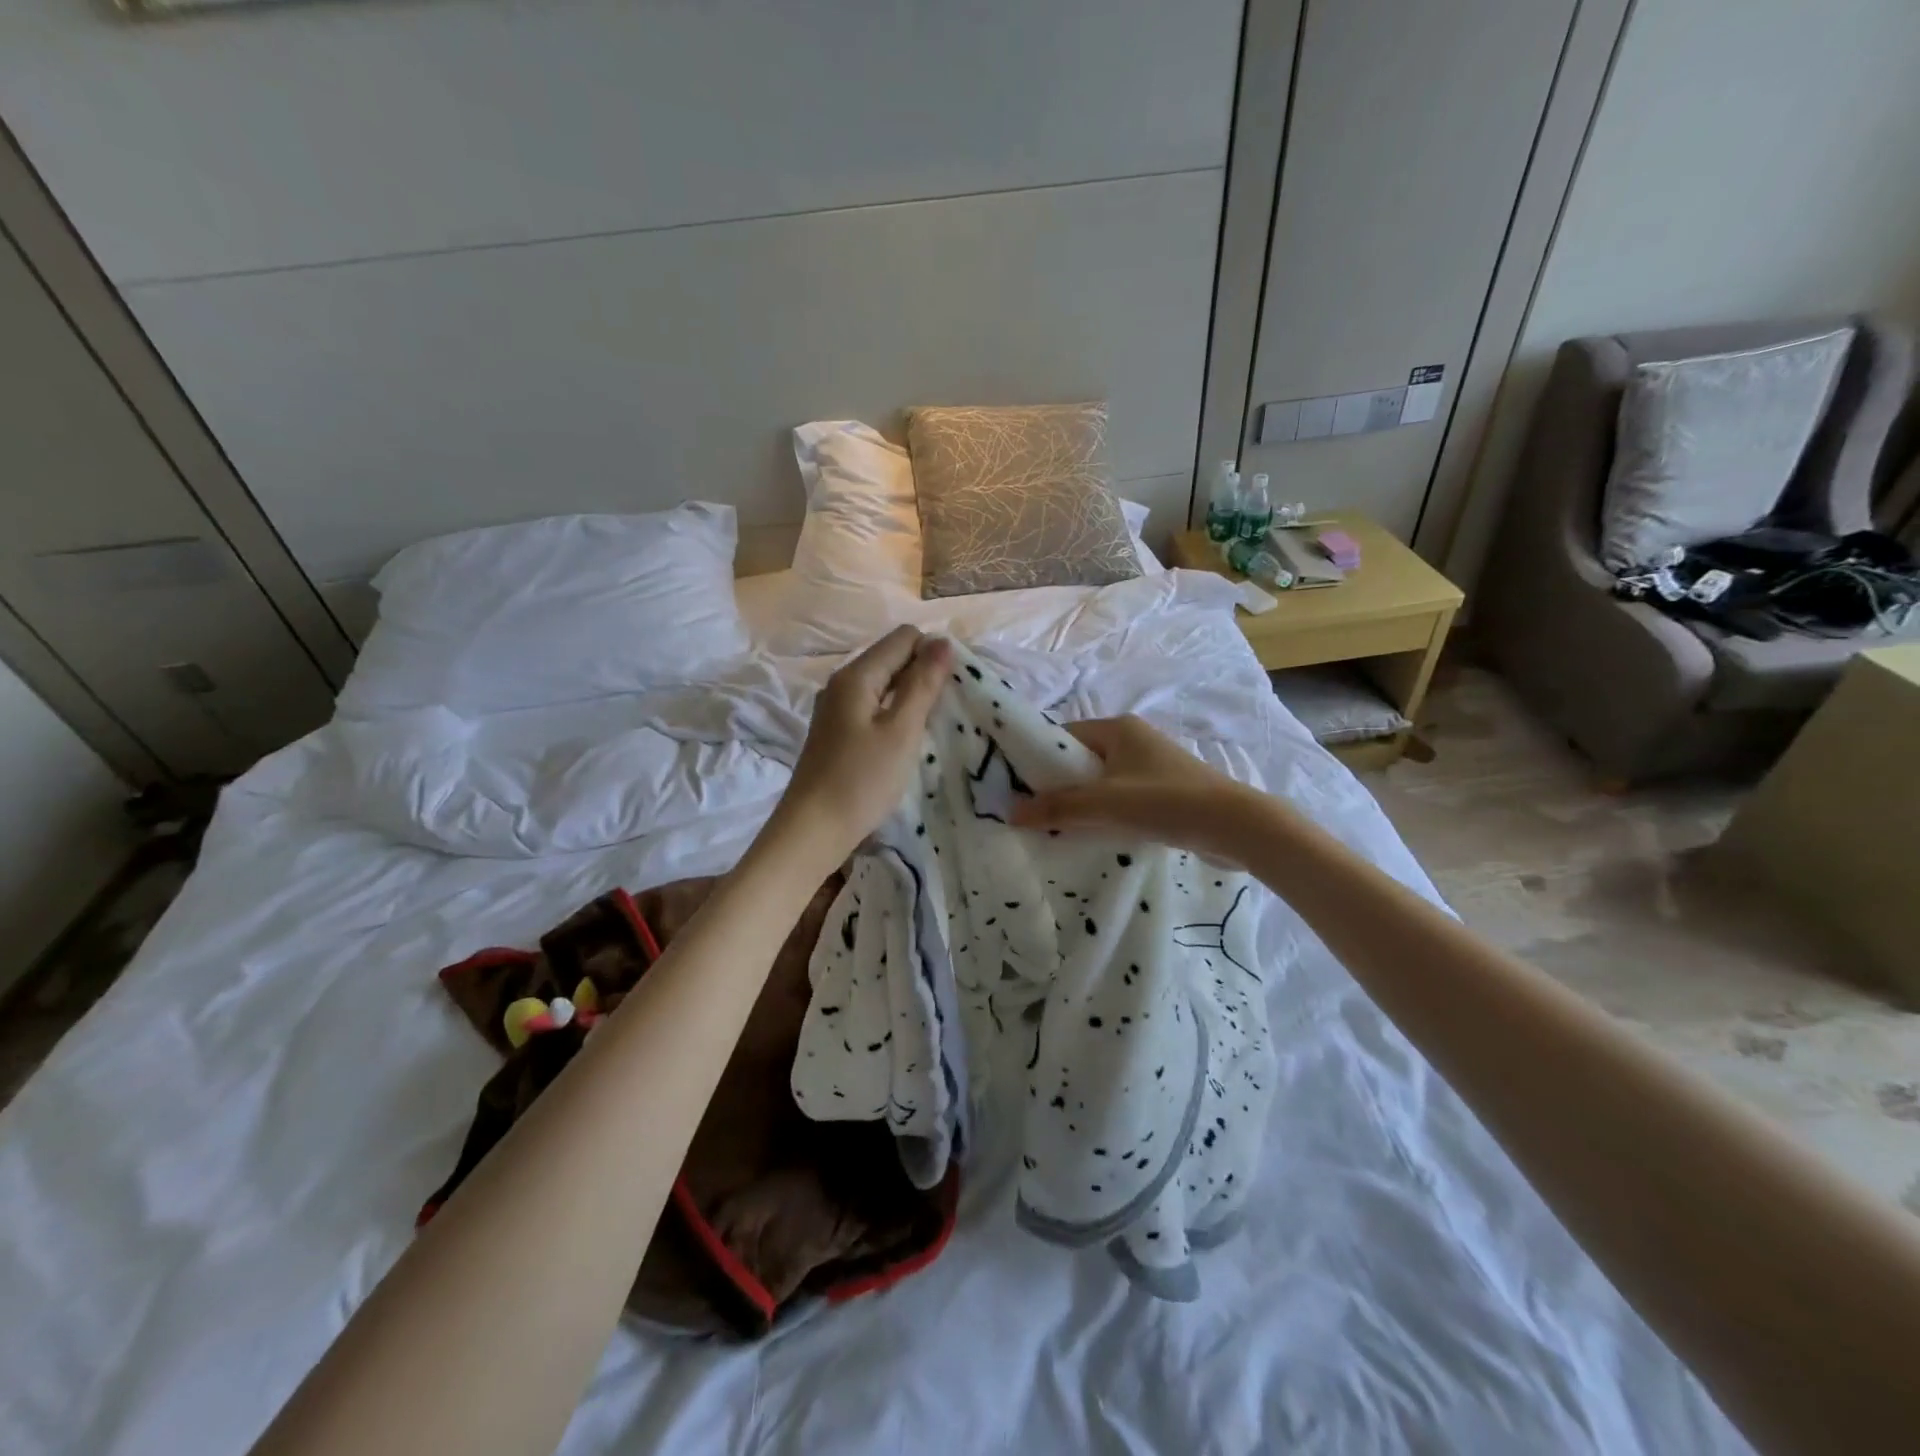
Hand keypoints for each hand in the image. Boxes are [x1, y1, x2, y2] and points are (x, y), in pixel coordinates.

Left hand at [771, 626, 953, 866]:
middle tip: (949, 707)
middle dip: (924, 673)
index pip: (903, 638)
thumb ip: (923, 684)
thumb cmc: (862, 780)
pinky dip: (894, 714)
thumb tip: (942, 641)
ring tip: (933, 723)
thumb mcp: (901, 731)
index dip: (933, 653)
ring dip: (911, 696)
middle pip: (892, 658)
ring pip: (883, 684)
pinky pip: (873, 707)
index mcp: (856, 675)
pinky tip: (906, 739)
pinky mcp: (836, 732)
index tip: (954, 686)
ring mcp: (836, 708)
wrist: (813, 830)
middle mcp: (841, 683)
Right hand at [1009, 714, 1259, 860]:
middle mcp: (1134, 740)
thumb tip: (1012, 811)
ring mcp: (1151, 766)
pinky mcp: (1164, 792)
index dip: (1040, 759)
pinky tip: (1096, 835)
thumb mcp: (1104, 803)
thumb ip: (1058, 807)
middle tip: (1035, 813)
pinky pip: (1122, 797)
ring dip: (1083, 802)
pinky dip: (1107, 813)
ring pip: (1102, 781)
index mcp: (1118, 728)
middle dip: (1059, 785)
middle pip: (1082, 760)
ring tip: (1060, 828)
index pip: (1065, 736)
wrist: (1234, 825)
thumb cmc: (1165, 802)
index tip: (1018, 787)